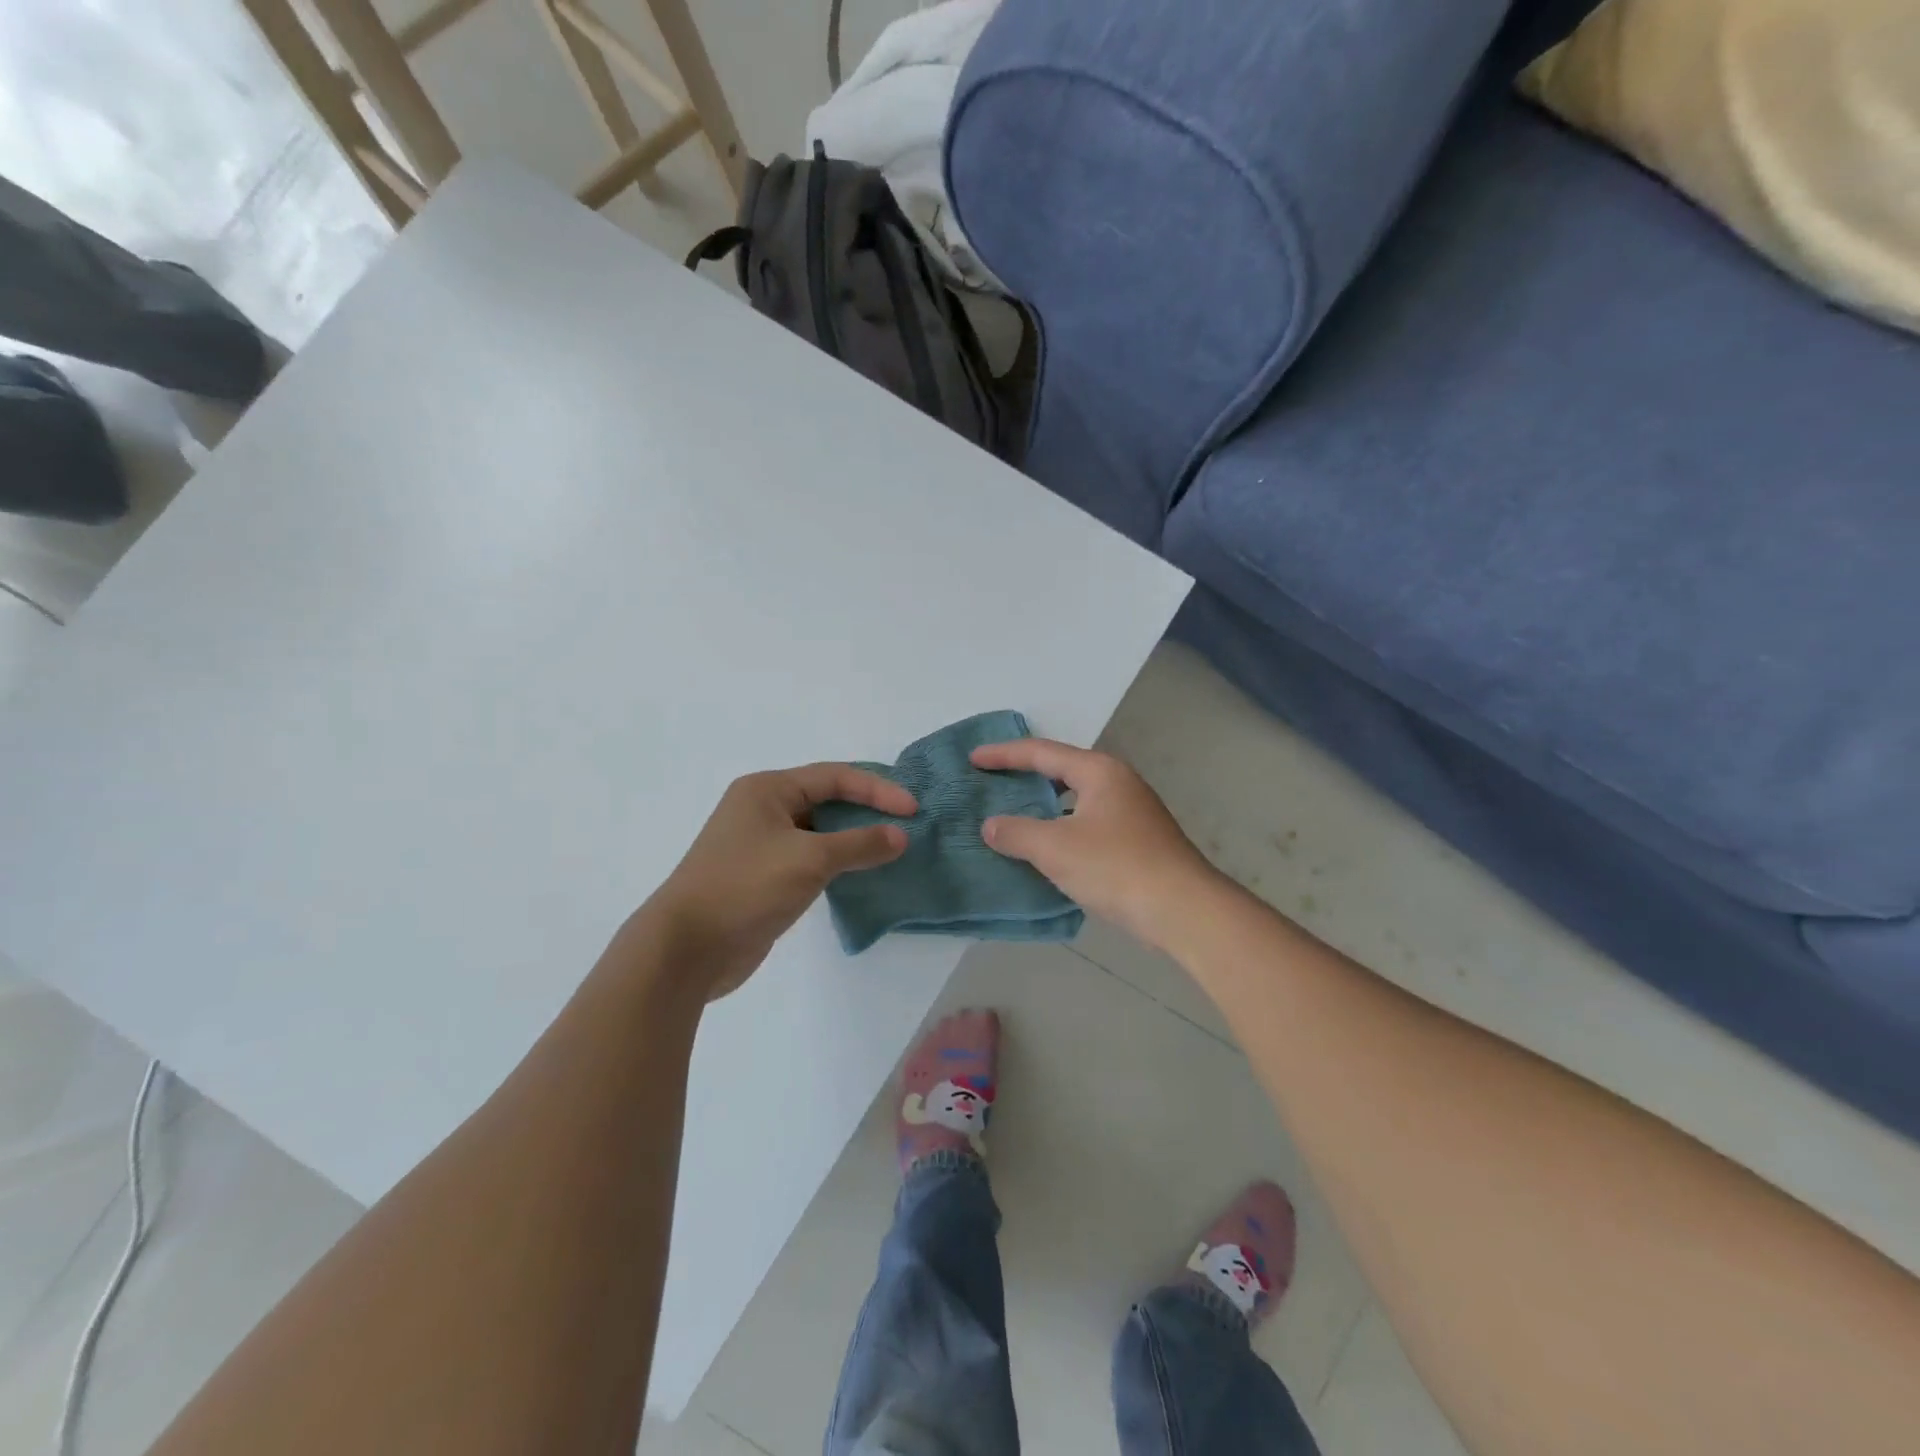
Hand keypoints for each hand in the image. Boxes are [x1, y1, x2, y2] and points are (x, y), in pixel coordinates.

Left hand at [636, 764, 914, 1001]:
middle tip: (906, 826)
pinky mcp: (762, 878)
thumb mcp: (809, 859)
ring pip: (819, 832)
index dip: (877, 789)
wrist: (686, 949)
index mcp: (768, 789)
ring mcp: (760, 845)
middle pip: (826, 800)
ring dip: (853, 839)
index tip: (912, 810)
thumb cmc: (746, 887)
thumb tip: (899, 836)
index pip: (834, 777)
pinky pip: (809, 859)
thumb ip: (859, 844)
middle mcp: (762, 809)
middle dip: (867, 811)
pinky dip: (837, 863)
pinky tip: (860, 875)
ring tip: (891, 850)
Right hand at [970, 739, 1221, 949]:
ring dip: (1044, 806)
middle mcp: (1117, 782)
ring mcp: (1131, 812)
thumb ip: (1016, 832)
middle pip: (1061, 770)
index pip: (1041, 752)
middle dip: (1025, 776)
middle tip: (991, 783)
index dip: (1003, 755)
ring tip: (1013, 815)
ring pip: (1076, 800)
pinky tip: (1047, 850)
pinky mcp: (1137, 841)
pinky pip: (1087, 823)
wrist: (1183, 910)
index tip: (972, 760)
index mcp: (1098, 771)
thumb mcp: (1055, 848)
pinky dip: (1061, 829)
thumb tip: (991, 825)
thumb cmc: (1116, 867)